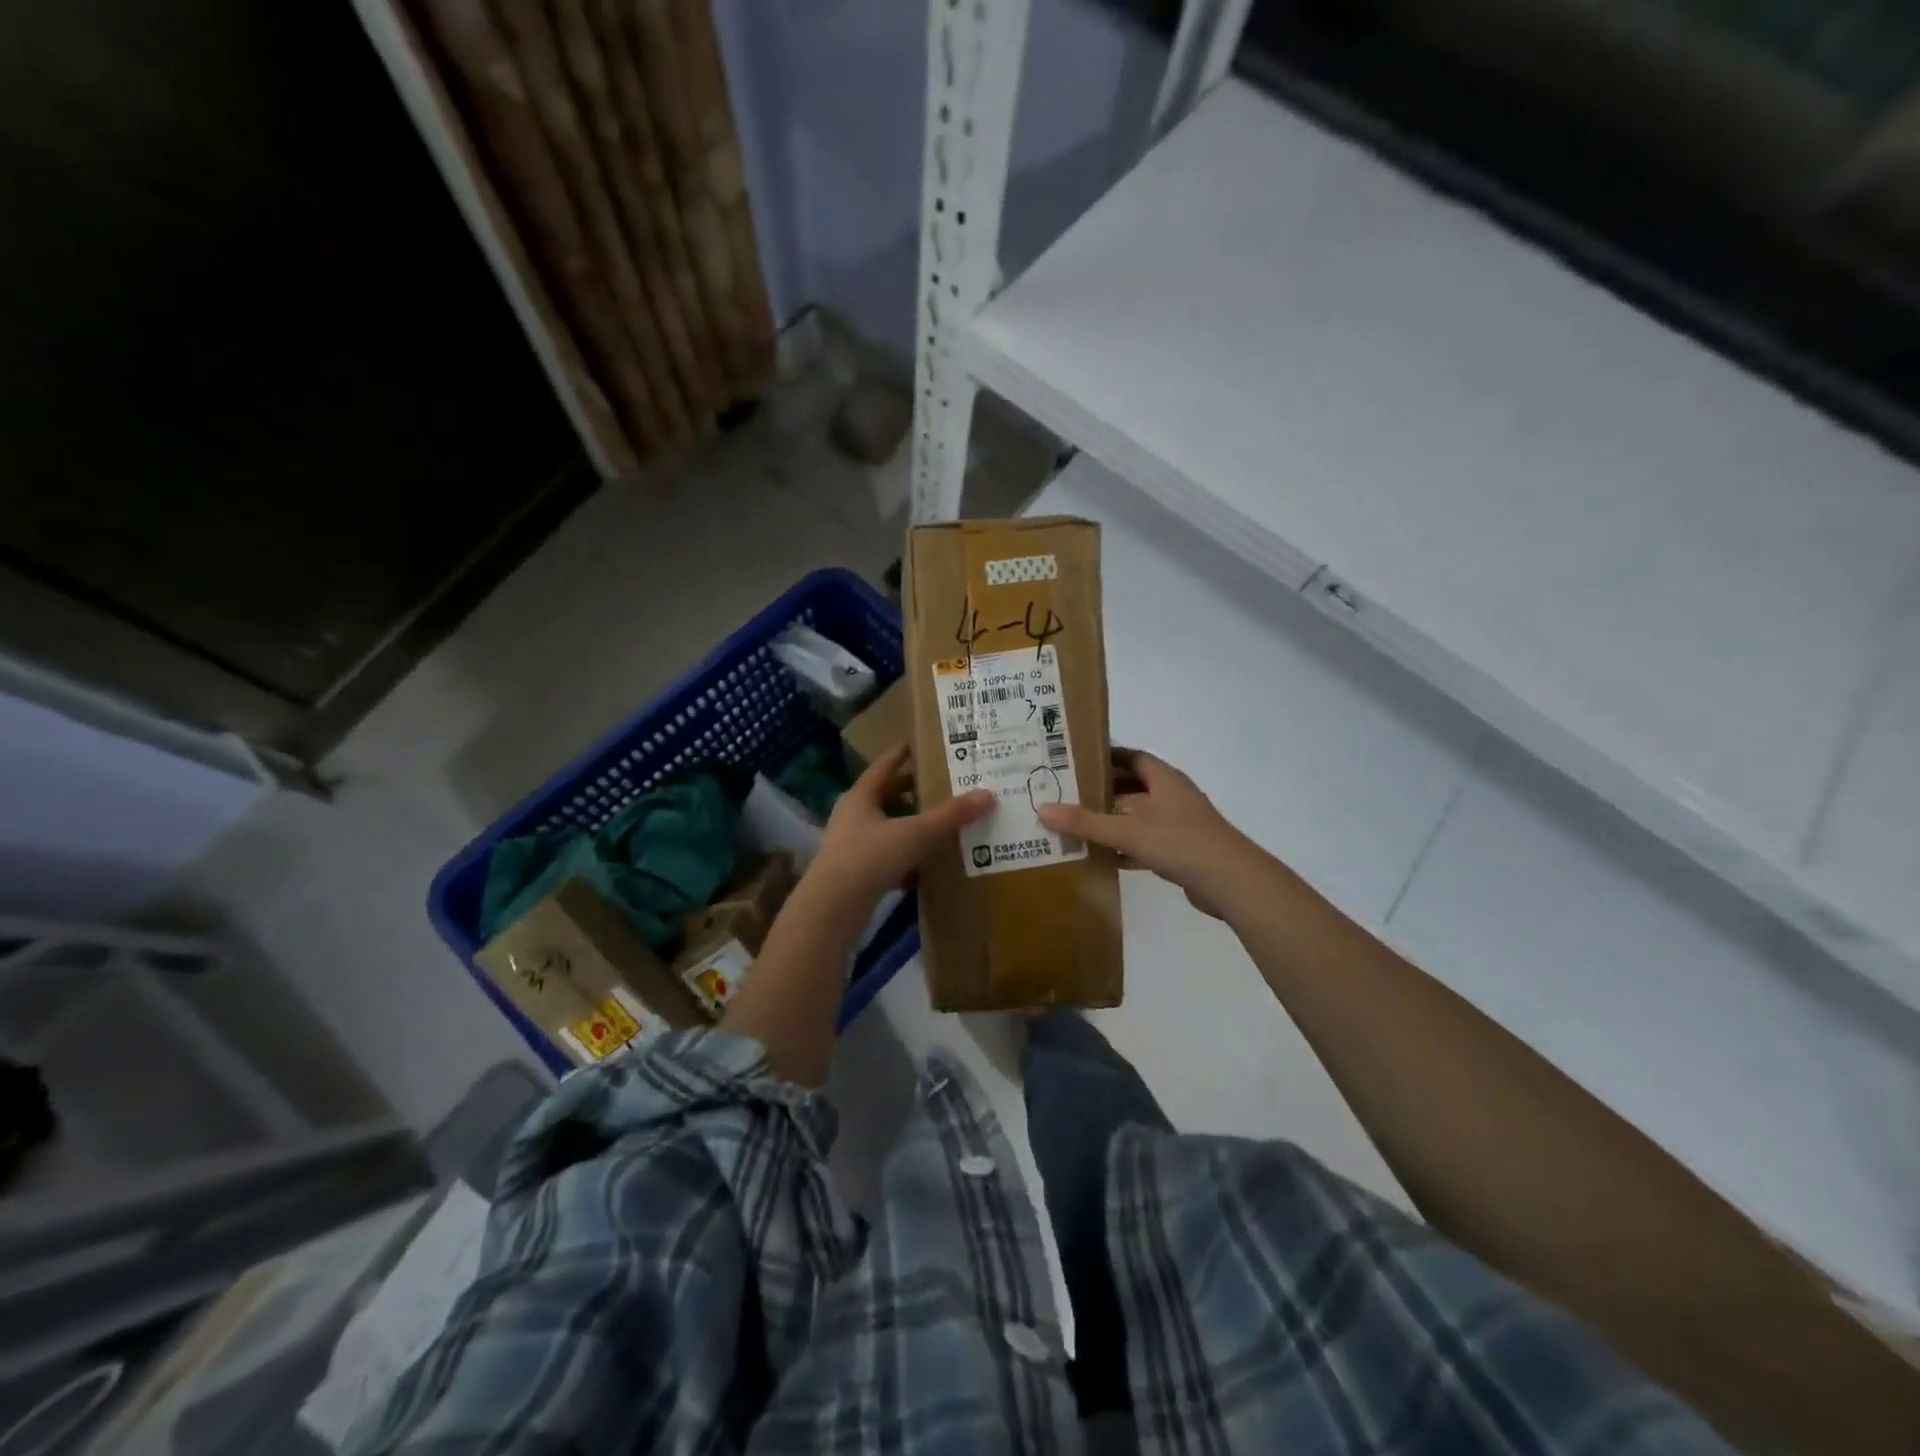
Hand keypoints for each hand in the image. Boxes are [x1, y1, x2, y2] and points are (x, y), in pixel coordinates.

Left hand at [810, 742, 993, 904]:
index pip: (883, 767)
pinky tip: (927, 867)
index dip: (899, 755)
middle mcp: (852, 818)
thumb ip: (951, 816)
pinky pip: (887, 859)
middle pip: (883, 797)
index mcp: (861, 797)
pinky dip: (906, 859)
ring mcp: (851, 847)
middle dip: (908, 791)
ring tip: (937, 822)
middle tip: (937, 783)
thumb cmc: (870, 857)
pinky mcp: (856, 875)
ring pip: (885, 829)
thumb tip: (988, 794)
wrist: (832, 909)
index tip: (914, 743)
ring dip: (908, 825)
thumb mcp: (916, 833)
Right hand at [1037, 749, 1267, 917]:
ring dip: (1112, 820)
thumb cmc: (1179, 842)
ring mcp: (1179, 824)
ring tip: (1076, 824)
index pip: (1130, 756)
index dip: (1104, 756)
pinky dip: (1126, 847)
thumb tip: (1042, 809)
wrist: (1231, 881)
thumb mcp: (1127, 830)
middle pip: (1132, 786)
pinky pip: (1146, 842)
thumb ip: (1085, 822)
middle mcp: (1172, 795)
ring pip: (1138, 816)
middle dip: (1102, 790)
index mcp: (1163, 778)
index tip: (1074, 760)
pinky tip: (1102, 857)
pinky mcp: (1182, 850)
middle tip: (1066, 794)